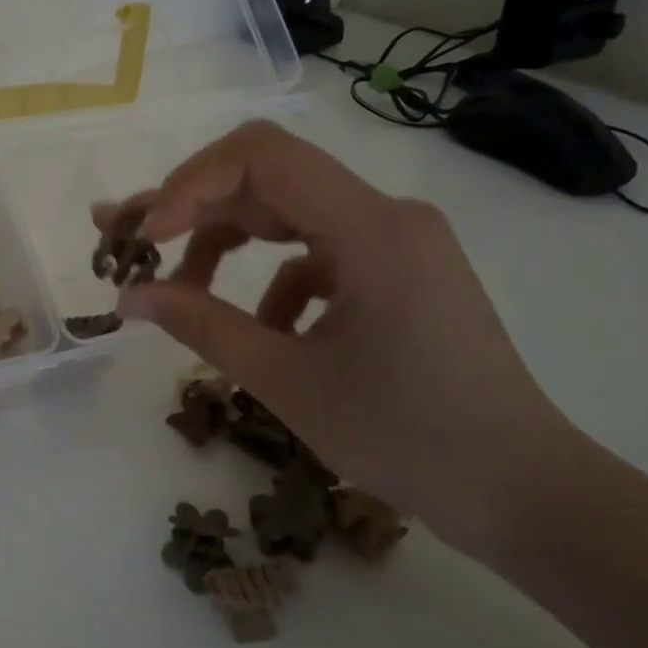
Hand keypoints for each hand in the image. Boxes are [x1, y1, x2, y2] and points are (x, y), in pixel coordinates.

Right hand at [100, 120, 578, 552]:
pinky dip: (271, 280)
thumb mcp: (288, 382)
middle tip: (126, 243)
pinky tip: (261, 330)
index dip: (188, 186)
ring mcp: (395, 241)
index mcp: (371, 228)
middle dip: (190, 209)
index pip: (261, 157)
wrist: (521, 490)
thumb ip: (202, 326)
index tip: (144, 239)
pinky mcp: (395, 270)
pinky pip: (315, 252)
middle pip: (267, 179)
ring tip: (178, 290)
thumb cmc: (409, 438)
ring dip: (225, 244)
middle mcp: (386, 215)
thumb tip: (129, 296)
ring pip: (286, 214)